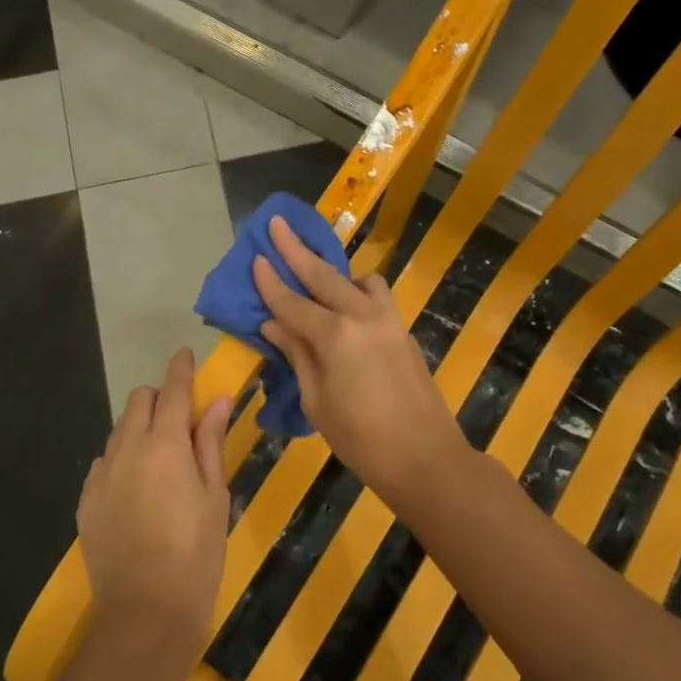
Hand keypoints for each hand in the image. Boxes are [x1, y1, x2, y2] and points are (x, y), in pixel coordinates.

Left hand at [77, 348, 232, 658]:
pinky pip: (103, 463)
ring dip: (140, 429)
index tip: (185, 355)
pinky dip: (121, 461)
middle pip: (139, 401)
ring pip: (119, 430)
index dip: (181, 369)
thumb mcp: (214, 495)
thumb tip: (218, 400)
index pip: (173, 390)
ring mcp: (101, 474)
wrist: (146, 612)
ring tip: (160, 460)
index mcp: (166, 443)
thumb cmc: (197, 553)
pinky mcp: (86, 500)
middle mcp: (127, 448)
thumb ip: (211, 442)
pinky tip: (136, 489)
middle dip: (159, 399)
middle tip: (181, 422)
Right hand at [251, 215, 465, 494]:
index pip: (292, 301)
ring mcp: (388, 319)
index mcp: (334, 336)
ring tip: (317, 282)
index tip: (255, 257)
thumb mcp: (316, 401)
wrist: (425, 457)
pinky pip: (376, 297)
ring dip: (334, 273)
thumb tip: (273, 324)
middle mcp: (362, 315)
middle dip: (297, 248)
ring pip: (358, 280)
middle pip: (323, 274)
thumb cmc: (360, 438)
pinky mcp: (403, 330)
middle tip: (277, 223)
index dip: (270, 281)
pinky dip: (357, 292)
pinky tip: (346, 310)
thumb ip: (296, 355)